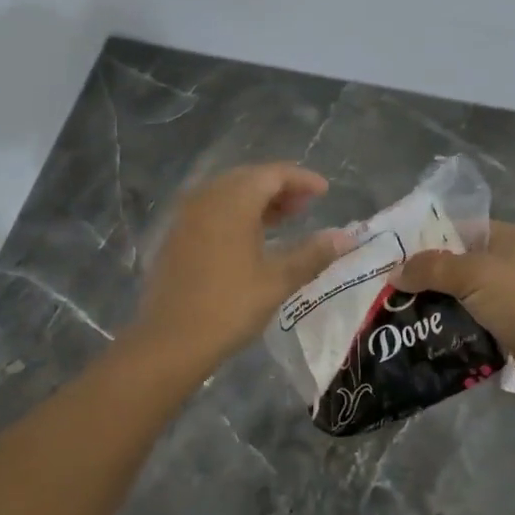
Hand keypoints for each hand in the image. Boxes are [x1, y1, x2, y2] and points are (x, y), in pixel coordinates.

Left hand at [130, 163, 351, 376]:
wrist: (169, 341)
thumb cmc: (229, 306)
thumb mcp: (277, 280)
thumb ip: (312, 253)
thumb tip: (345, 237)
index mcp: (232, 201)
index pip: (272, 174)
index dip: (302, 179)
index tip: (324, 191)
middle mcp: (207, 198)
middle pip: (249, 178)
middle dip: (280, 187)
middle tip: (307, 205)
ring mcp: (187, 216)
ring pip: (228, 194)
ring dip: (258, 200)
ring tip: (286, 219)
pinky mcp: (176, 236)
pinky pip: (212, 210)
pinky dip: (237, 214)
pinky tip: (251, 238)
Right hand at [396, 222, 514, 407]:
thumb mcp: (472, 274)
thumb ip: (431, 268)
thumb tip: (395, 273)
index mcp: (510, 237)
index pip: (462, 228)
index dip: (430, 238)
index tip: (397, 254)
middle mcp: (513, 262)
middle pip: (460, 263)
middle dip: (429, 276)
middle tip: (393, 287)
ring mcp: (514, 296)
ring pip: (465, 294)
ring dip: (439, 304)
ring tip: (402, 312)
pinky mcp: (512, 326)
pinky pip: (474, 320)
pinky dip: (454, 326)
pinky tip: (427, 333)